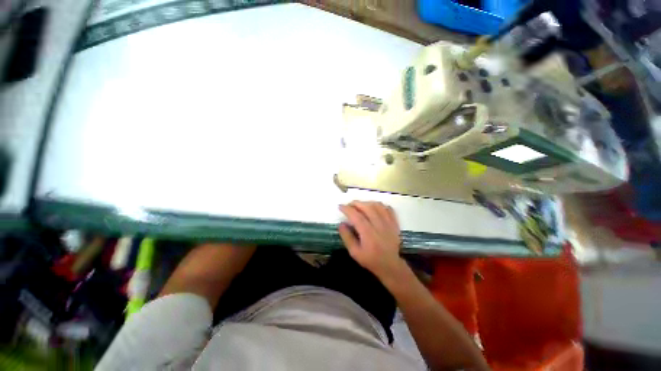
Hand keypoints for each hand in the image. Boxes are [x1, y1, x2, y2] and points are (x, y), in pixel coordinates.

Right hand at [338, 201, 404, 279]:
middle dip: (356, 203)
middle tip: (349, 205)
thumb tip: (341, 224)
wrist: (390, 265)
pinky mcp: (394, 223)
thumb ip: (347, 237)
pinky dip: (380, 205)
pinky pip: (388, 209)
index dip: (347, 209)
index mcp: (368, 233)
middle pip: (367, 207)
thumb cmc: (370, 260)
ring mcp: (388, 223)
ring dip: (367, 202)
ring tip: (360, 205)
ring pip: (378, 206)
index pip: (356, 216)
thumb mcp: (354, 252)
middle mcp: (379, 225)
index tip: (340, 206)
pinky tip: (374, 207)